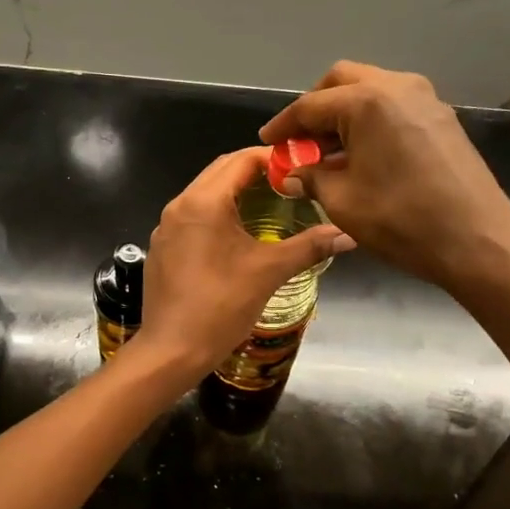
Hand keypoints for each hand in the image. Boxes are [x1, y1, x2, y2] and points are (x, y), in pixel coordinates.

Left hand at [135, 147, 354, 379]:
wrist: (171, 350)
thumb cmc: (220, 306)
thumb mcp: (269, 272)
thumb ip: (309, 247)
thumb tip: (348, 234)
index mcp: (203, 202)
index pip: (241, 160)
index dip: (273, 158)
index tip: (301, 167)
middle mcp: (179, 206)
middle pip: (220, 172)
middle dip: (254, 172)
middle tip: (288, 183)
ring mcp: (165, 228)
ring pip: (203, 195)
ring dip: (234, 193)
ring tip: (268, 206)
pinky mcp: (161, 249)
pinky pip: (191, 219)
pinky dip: (216, 215)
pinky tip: (235, 238)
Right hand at [257, 62, 509, 293]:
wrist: (476, 239)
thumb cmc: (401, 220)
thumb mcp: (342, 201)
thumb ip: (311, 178)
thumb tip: (291, 174)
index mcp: (367, 101)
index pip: (310, 106)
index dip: (283, 125)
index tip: (267, 142)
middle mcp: (397, 87)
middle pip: (342, 82)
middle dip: (315, 108)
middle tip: (299, 141)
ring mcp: (425, 99)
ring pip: (371, 90)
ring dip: (344, 114)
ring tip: (327, 151)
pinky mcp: (442, 118)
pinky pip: (394, 107)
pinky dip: (370, 121)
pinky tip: (361, 154)